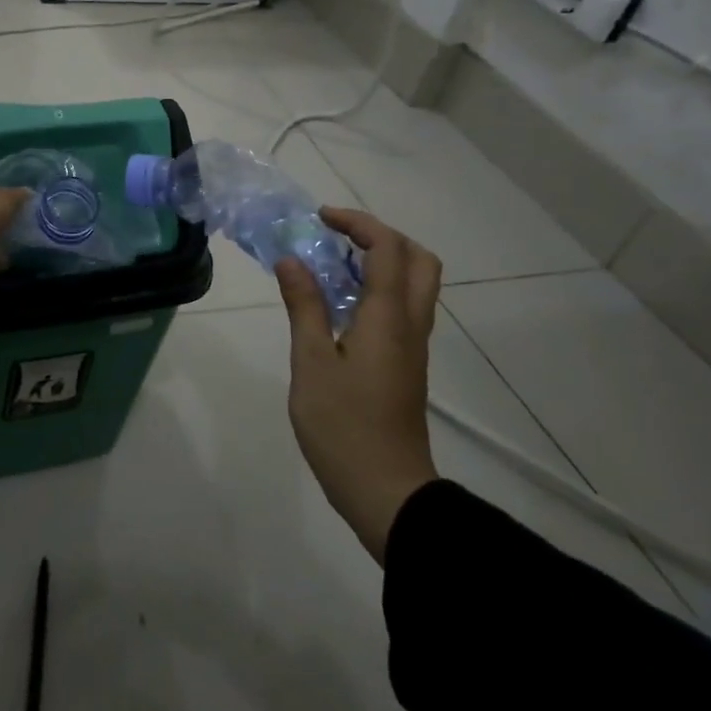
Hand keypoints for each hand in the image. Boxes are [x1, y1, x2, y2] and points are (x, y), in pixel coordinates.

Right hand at [276, 207, 442, 561]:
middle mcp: (410, 324)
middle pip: (417, 259)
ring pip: (415, 284)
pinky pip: (403, 308)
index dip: (357, 222)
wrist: (386, 491)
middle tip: (337, 238)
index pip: (387, 248)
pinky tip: (339, 304)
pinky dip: (378, 288)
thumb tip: (292, 260)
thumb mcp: (311, 362)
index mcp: (389, 317)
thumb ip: (304, 306)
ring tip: (332, 265)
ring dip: (381, 261)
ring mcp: (412, 346)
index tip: (320, 219)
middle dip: (380, 236)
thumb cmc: (343, 425)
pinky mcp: (406, 364)